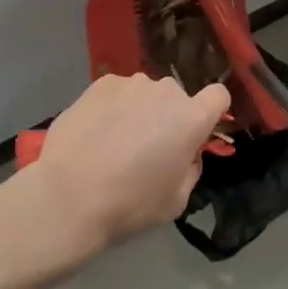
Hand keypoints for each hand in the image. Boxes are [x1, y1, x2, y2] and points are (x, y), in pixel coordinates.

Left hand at [28, 73, 230, 258]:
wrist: (68, 196)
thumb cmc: (129, 205)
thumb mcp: (175, 202)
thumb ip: (190, 169)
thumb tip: (186, 153)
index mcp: (191, 118)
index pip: (219, 96)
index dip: (211, 111)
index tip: (196, 132)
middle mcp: (166, 91)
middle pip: (176, 99)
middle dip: (167, 118)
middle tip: (145, 149)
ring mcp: (132, 83)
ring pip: (144, 95)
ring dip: (138, 111)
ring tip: (112, 142)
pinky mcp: (101, 83)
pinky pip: (116, 93)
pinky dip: (111, 108)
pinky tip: (93, 134)